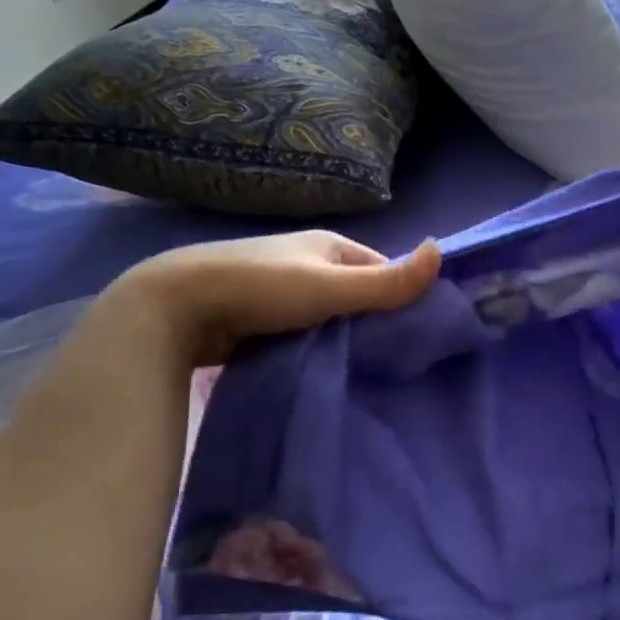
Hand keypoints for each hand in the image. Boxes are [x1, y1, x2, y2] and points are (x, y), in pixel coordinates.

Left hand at [109, 230, 440, 364]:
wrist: (176, 308)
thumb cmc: (261, 288)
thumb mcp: (332, 286)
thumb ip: (387, 282)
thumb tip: (442, 253)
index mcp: (329, 246)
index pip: (381, 270)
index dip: (401, 298)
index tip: (417, 335)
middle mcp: (308, 264)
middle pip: (357, 296)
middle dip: (373, 323)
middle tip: (394, 362)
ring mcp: (282, 293)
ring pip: (330, 318)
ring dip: (343, 340)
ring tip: (364, 373)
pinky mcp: (261, 321)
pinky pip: (304, 335)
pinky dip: (316, 350)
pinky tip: (326, 373)